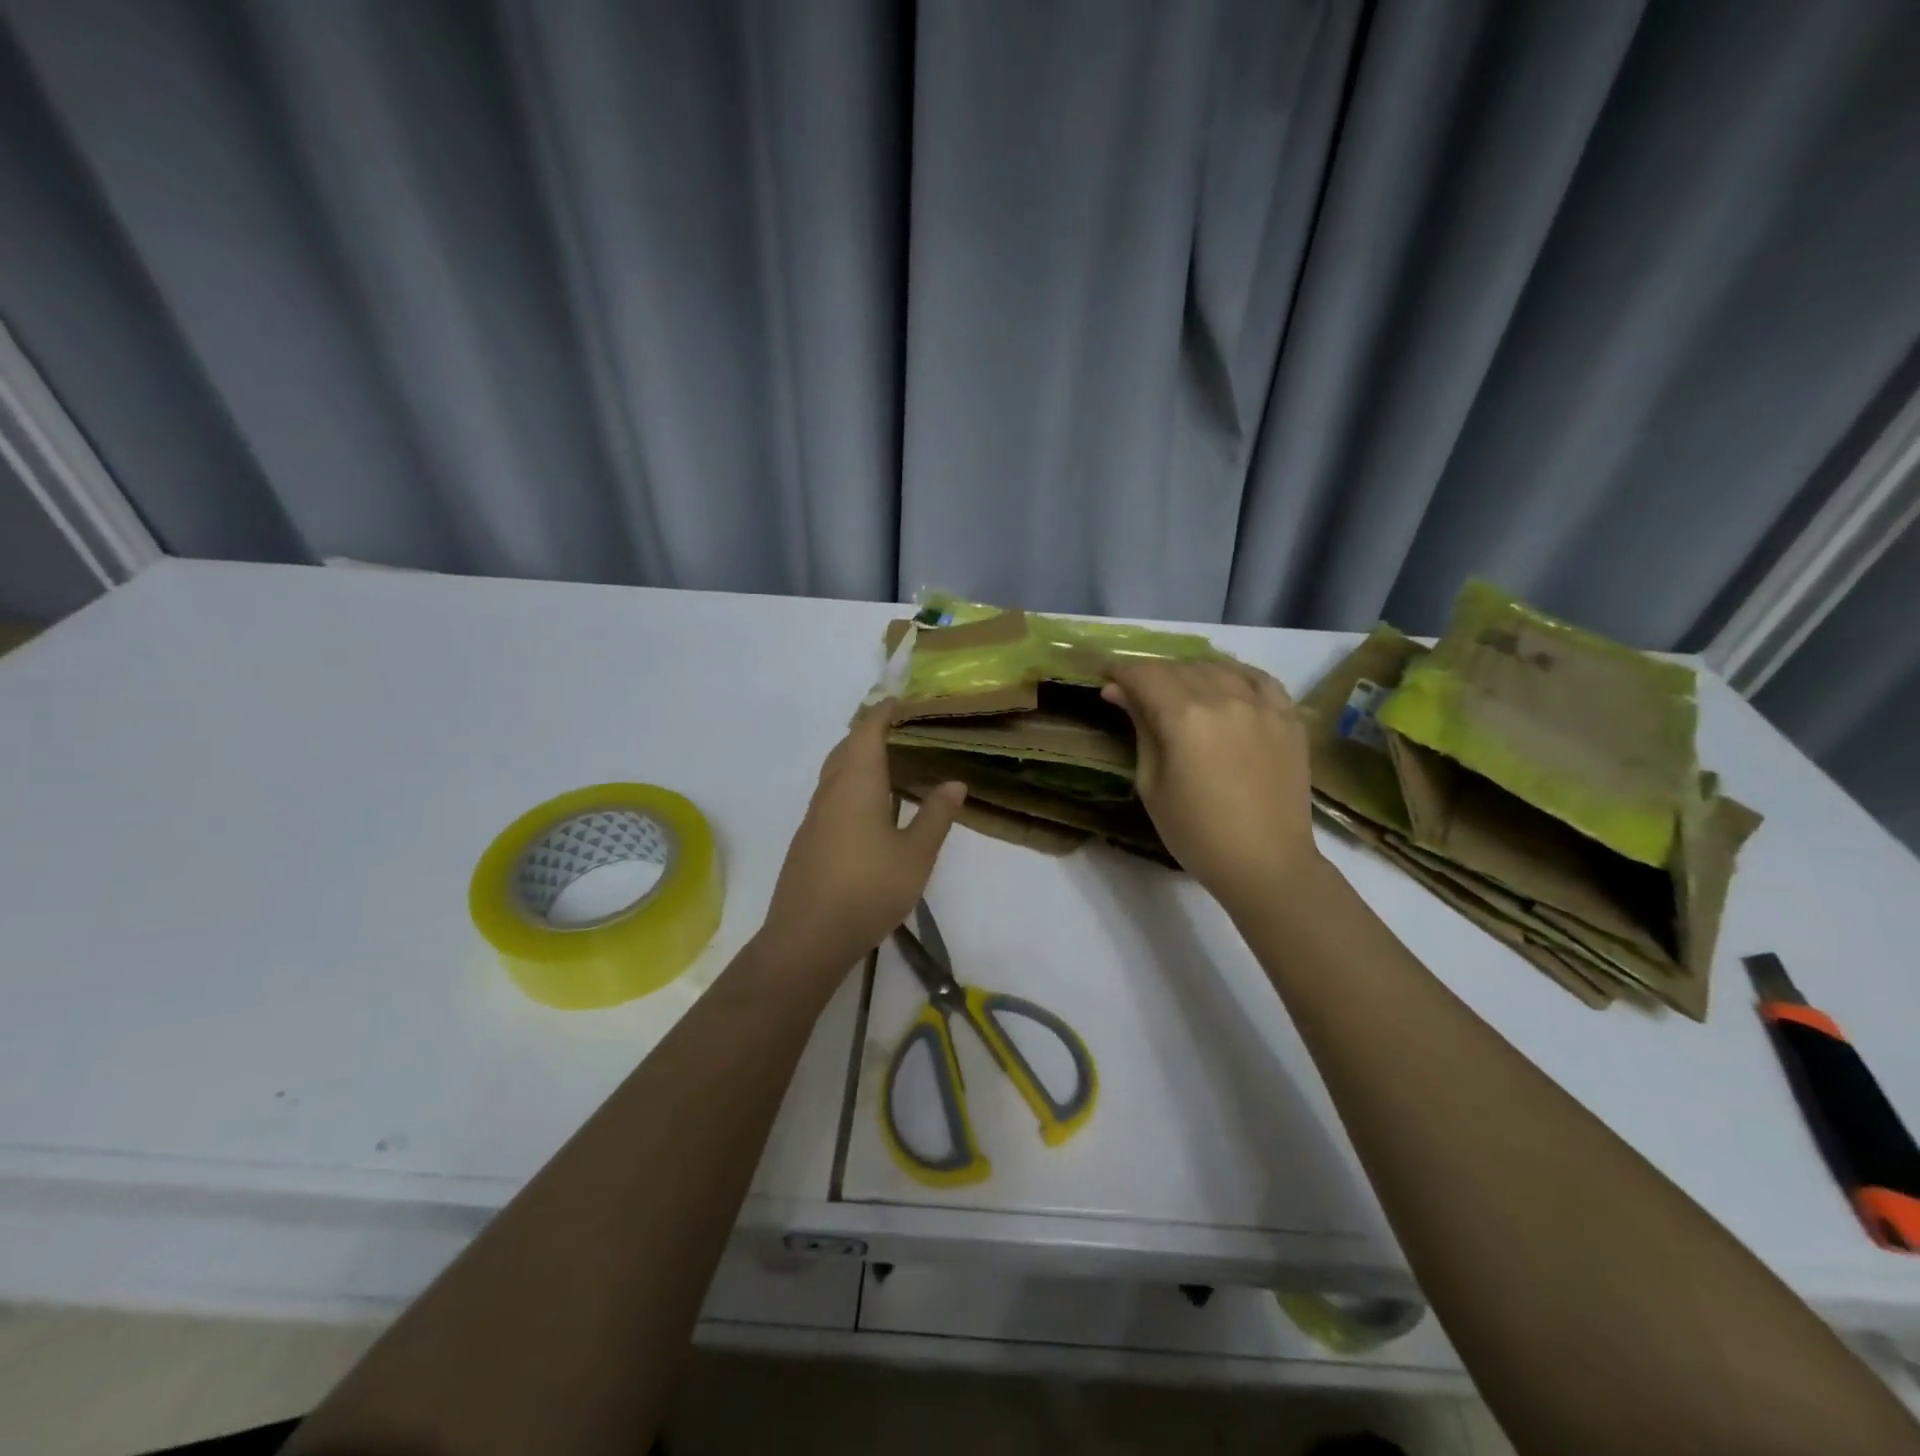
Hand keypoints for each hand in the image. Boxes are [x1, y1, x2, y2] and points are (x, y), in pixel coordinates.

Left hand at [757, 701, 966, 979]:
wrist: (807, 937)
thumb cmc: (868, 890)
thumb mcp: (915, 855)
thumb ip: (935, 816)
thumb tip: (955, 782)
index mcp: (856, 784)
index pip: (868, 732)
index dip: (884, 713)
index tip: (901, 702)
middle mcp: (830, 791)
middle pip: (847, 748)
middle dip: (870, 732)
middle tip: (901, 731)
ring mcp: (814, 816)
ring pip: (835, 772)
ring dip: (858, 759)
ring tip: (890, 764)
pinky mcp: (808, 839)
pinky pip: (831, 795)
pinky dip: (851, 784)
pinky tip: (869, 807)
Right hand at [1102, 660, 1321, 911]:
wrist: (1266, 863)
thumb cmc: (1196, 833)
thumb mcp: (1152, 783)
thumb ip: (1140, 729)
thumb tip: (1118, 691)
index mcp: (1185, 718)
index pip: (1144, 674)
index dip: (1120, 671)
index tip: (1106, 678)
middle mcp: (1224, 699)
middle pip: (1178, 667)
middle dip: (1151, 675)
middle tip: (1136, 695)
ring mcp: (1262, 705)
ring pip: (1216, 668)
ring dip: (1189, 674)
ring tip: (1178, 695)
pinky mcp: (1288, 717)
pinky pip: (1258, 678)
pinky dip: (1234, 675)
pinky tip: (1224, 685)